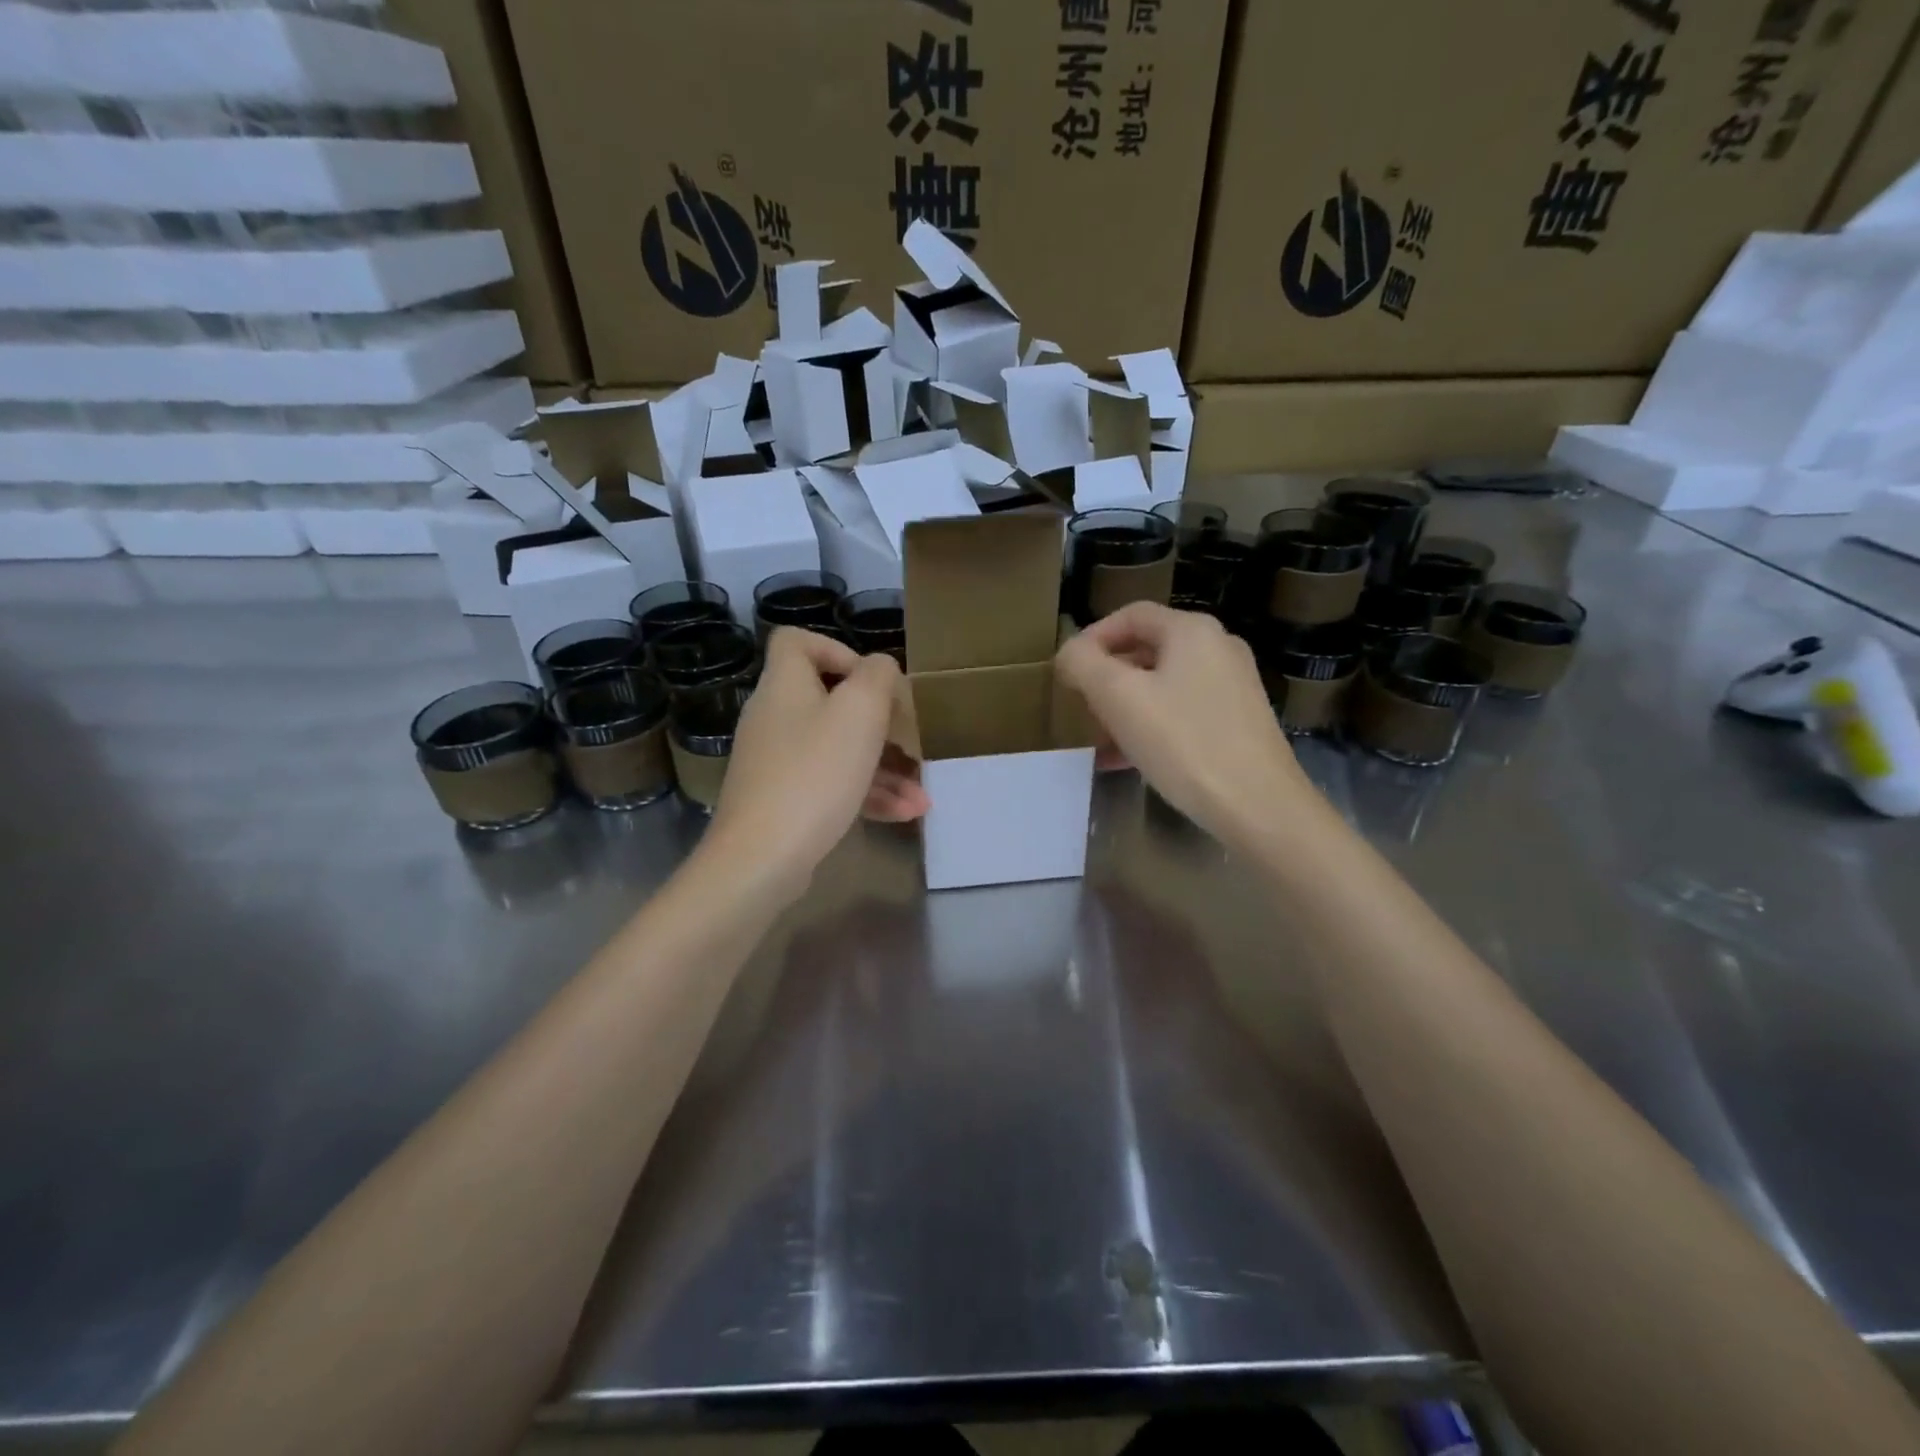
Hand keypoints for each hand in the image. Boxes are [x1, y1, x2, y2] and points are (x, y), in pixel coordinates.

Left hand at [706, 629, 927, 900]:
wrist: (762, 857)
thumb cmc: (815, 773)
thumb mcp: (860, 713)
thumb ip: (878, 677)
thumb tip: (881, 668)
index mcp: (785, 685)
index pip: (796, 642)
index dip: (837, 649)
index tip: (872, 680)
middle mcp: (775, 718)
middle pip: (829, 702)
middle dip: (878, 723)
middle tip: (909, 740)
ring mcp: (777, 762)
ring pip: (837, 750)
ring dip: (883, 768)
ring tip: (923, 793)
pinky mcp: (783, 801)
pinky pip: (830, 785)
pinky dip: (866, 794)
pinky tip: (905, 814)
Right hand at [1055, 602, 1308, 844]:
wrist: (1259, 806)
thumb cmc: (1184, 743)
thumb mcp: (1118, 699)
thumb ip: (1084, 664)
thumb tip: (1070, 653)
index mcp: (1192, 631)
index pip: (1130, 615)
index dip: (1091, 637)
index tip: (1068, 672)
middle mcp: (1218, 648)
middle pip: (1147, 649)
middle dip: (1107, 677)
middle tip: (1083, 708)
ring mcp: (1234, 686)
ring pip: (1163, 684)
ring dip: (1126, 706)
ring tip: (1101, 740)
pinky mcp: (1239, 721)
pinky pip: (1183, 711)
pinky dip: (1152, 725)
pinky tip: (1128, 760)